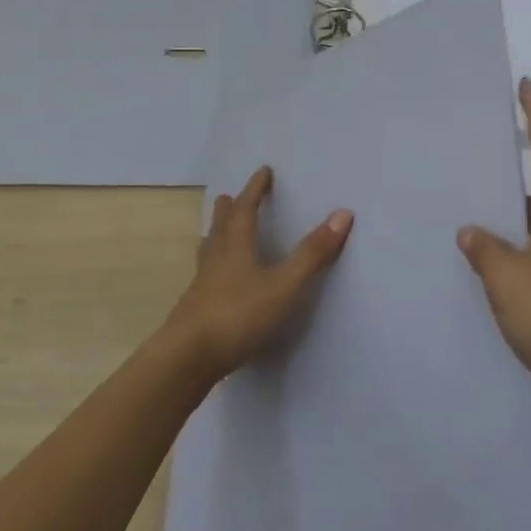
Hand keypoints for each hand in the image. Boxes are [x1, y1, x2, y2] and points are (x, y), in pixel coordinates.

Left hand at [165, 166, 352, 383]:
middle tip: (228, 196)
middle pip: (220, 226)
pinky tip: (214, 282)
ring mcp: (201, 286)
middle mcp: (216, 260)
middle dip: (228, 209)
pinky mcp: (195, 311)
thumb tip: (343, 213)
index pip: (245, 209)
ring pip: (208, 252)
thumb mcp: (285, 285)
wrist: (187, 359)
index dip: (255, 189)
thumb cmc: (238, 315)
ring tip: (215, 231)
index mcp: (236, 247)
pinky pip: (205, 277)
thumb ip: (312, 253)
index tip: (263, 171)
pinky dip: (212, 267)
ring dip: (214, 236)